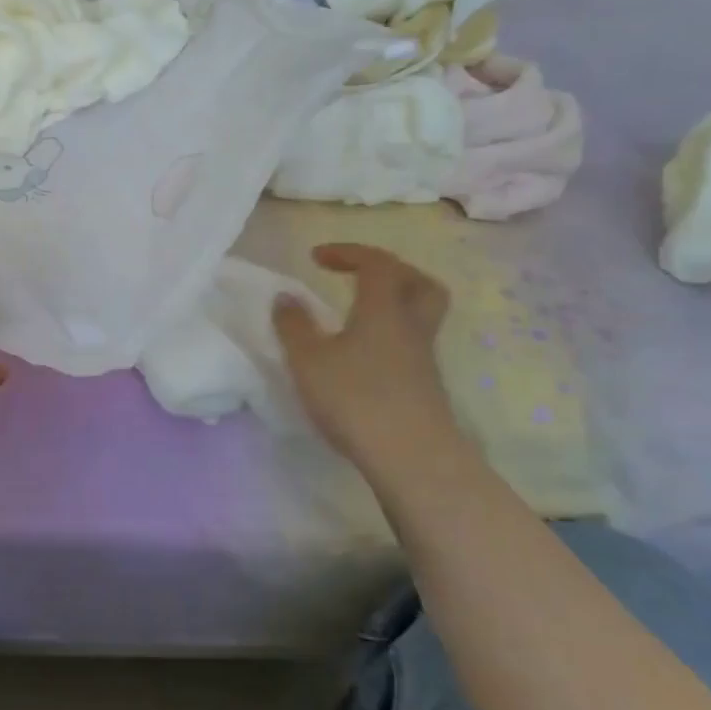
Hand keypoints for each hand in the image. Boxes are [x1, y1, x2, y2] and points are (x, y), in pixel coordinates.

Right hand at [272, 243, 457, 476]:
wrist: (411, 457)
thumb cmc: (355, 399)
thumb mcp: (308, 360)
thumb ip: (293, 326)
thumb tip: (285, 297)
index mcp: (383, 308)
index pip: (376, 263)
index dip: (348, 252)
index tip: (316, 257)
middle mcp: (410, 325)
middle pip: (417, 282)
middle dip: (388, 270)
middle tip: (357, 276)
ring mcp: (423, 357)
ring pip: (419, 314)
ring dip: (392, 303)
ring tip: (357, 315)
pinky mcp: (425, 386)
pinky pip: (411, 343)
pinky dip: (390, 335)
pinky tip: (364, 355)